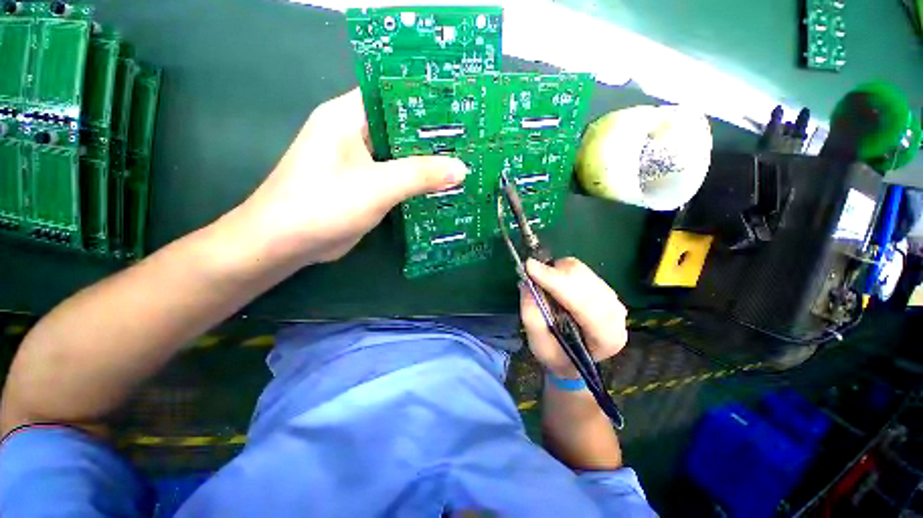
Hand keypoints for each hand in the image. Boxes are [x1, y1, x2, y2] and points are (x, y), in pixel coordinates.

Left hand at [229, 88, 467, 268]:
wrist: (287, 243)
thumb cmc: (324, 204)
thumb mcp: (377, 186)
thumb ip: (420, 175)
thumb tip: (461, 168)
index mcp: (348, 116)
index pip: (393, 94)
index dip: (427, 99)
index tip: (459, 109)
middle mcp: (353, 133)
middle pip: (400, 127)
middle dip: (432, 136)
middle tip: (468, 141)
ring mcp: (359, 161)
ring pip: (400, 155)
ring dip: (426, 162)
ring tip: (462, 162)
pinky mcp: (364, 185)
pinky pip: (396, 177)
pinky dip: (415, 182)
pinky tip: (439, 187)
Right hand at [520, 258, 627, 378]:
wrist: (573, 360)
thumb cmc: (556, 356)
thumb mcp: (538, 344)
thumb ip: (532, 315)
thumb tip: (527, 282)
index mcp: (606, 338)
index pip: (584, 304)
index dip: (556, 282)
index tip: (530, 267)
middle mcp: (617, 317)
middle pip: (586, 282)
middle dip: (555, 274)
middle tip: (531, 271)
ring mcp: (613, 301)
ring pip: (583, 273)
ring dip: (558, 271)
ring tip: (541, 280)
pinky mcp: (605, 289)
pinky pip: (582, 271)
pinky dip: (562, 271)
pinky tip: (554, 281)